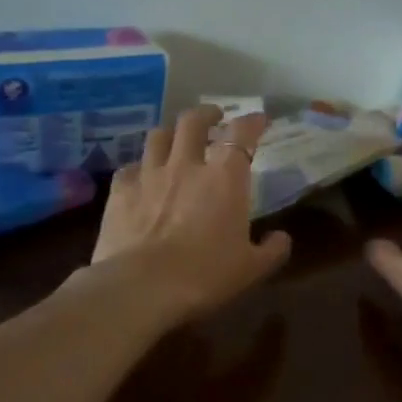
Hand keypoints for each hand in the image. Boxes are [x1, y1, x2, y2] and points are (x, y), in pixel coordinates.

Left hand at [87, 105, 291, 325]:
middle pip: (193, 121)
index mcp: (224, 178)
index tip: (259, 119)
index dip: (252, 122)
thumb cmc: (204, 276)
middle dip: (205, 114)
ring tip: (175, 140)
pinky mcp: (120, 191)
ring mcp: (149, 174)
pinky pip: (130, 168)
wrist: (142, 287)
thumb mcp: (251, 269)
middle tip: (213, 117)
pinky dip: (139, 168)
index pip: (242, 134)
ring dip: (170, 134)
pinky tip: (141, 177)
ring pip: (158, 136)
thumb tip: (282, 238)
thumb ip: (272, 250)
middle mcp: (186, 165)